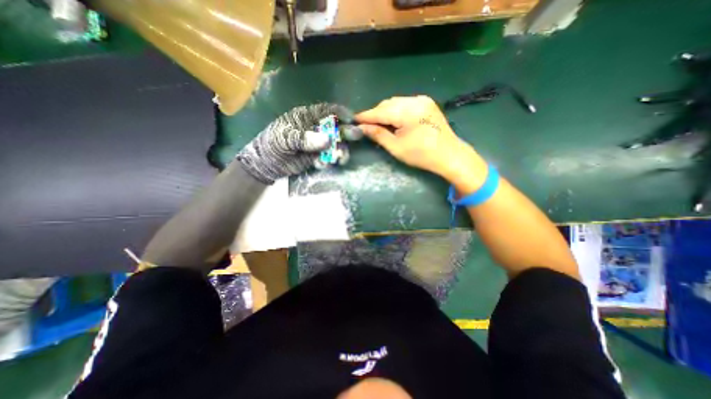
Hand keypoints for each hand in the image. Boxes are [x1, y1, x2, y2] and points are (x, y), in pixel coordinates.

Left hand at [237, 103, 363, 182]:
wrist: (267, 163)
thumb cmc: (273, 143)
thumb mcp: (286, 138)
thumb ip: (305, 138)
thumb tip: (327, 140)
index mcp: (307, 117)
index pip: (327, 111)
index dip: (340, 112)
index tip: (351, 118)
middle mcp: (316, 129)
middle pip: (335, 128)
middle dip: (346, 132)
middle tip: (357, 135)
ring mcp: (318, 144)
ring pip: (335, 144)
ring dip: (340, 150)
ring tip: (340, 158)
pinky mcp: (318, 157)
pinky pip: (328, 158)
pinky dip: (328, 162)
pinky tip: (320, 165)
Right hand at [356, 96, 488, 189]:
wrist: (449, 155)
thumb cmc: (421, 155)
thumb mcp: (396, 147)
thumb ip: (378, 134)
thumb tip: (362, 128)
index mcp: (407, 112)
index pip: (380, 112)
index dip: (365, 116)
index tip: (354, 119)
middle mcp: (415, 100)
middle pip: (387, 104)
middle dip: (375, 114)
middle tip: (366, 125)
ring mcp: (422, 100)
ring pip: (396, 102)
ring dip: (385, 111)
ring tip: (379, 124)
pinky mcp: (427, 103)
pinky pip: (405, 103)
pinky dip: (396, 110)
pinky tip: (394, 120)